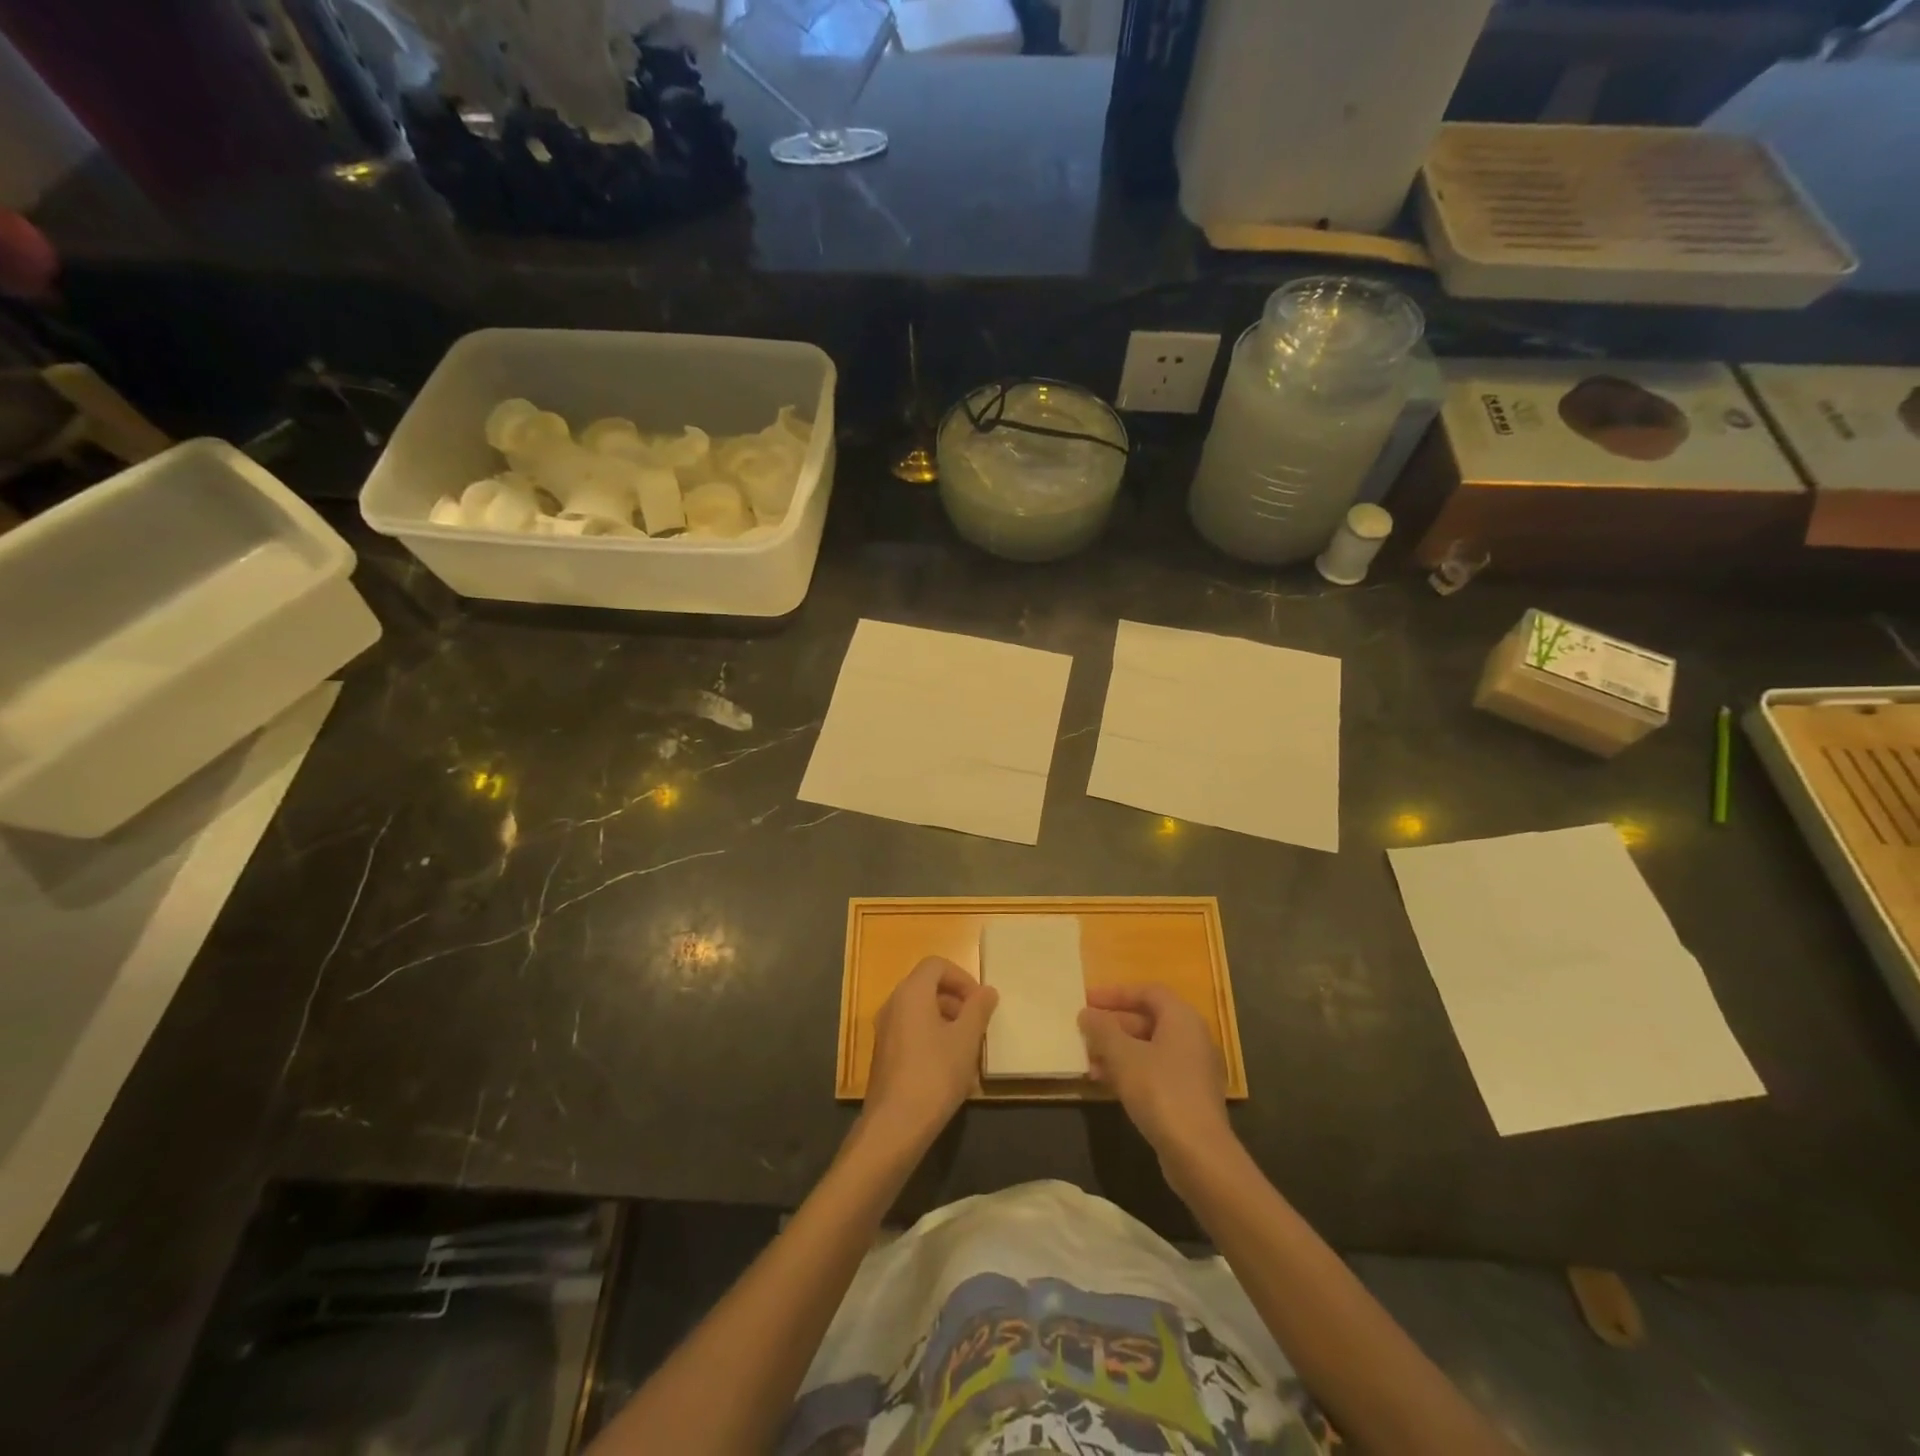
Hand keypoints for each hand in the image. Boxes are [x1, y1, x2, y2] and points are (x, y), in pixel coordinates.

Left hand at [863, 956, 997, 1149]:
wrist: (895, 1125)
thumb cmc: (935, 1074)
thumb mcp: (966, 1039)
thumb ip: (978, 1009)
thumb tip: (987, 991)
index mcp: (911, 993)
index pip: (936, 965)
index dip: (962, 977)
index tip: (980, 1002)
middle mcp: (893, 1004)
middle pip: (926, 986)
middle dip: (956, 999)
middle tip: (977, 1024)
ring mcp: (884, 1030)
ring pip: (919, 1010)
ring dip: (945, 1019)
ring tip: (966, 1047)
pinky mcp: (883, 1054)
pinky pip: (910, 1031)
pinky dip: (931, 1036)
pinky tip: (948, 1067)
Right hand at [1080, 984, 1235, 1179]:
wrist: (1198, 1154)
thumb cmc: (1160, 1091)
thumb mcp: (1122, 1055)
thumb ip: (1102, 1030)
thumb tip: (1087, 1014)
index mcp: (1182, 1018)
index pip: (1147, 992)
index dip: (1115, 993)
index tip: (1087, 1001)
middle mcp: (1192, 1038)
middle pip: (1148, 1020)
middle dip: (1113, 1026)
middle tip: (1084, 1033)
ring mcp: (1193, 1069)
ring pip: (1149, 1049)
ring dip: (1118, 1052)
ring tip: (1089, 1063)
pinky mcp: (1189, 1097)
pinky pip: (1155, 1072)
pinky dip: (1131, 1072)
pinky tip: (1107, 1085)